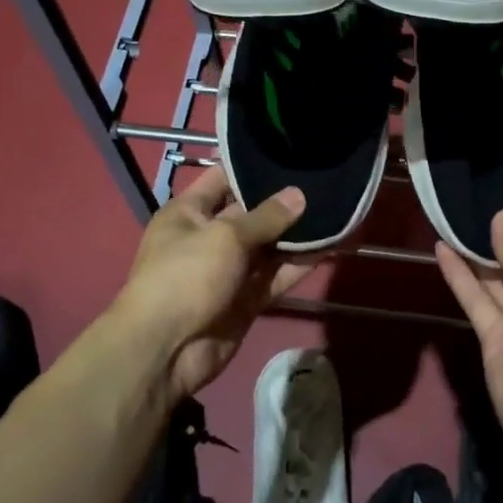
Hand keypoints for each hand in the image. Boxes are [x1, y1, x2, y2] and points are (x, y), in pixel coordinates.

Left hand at [116, 168, 314, 397]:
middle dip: (284, 202)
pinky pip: (276, 277)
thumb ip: (265, 217)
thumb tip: (299, 195)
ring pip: (268, 247)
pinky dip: (299, 266)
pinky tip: (330, 248)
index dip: (252, 167)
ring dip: (297, 235)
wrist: (166, 350)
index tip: (290, 153)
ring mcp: (228, 271)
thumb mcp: (225, 237)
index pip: (222, 179)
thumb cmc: (185, 277)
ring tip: (337, 212)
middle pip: (251, 213)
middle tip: (324, 182)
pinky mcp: (246, 300)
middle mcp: (208, 237)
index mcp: (189, 213)